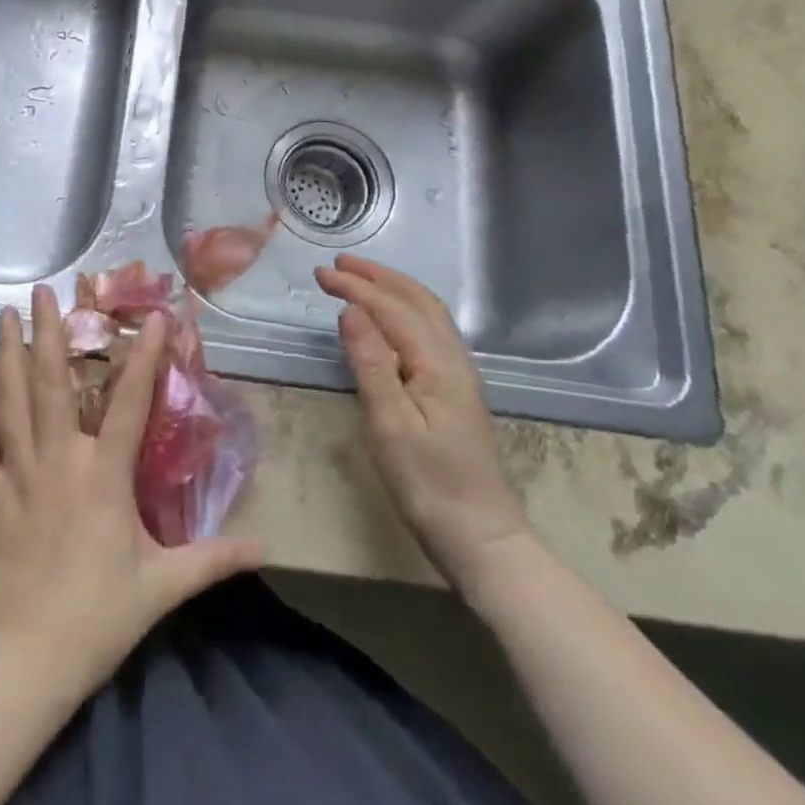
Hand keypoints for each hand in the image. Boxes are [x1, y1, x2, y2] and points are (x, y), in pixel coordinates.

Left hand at [0, 286, 263, 696]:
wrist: (31, 657)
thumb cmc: (101, 615)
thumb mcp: (165, 586)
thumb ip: (214, 559)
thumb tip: (264, 548)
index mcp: (103, 474)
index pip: (130, 404)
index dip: (144, 358)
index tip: (152, 317)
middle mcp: (59, 460)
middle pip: (52, 384)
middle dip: (48, 333)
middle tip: (40, 290)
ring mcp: (19, 475)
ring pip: (10, 404)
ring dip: (6, 356)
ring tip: (2, 315)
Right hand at [315, 256, 535, 588]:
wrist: (483, 539)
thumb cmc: (430, 485)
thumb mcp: (391, 426)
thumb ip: (372, 364)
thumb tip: (351, 311)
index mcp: (437, 364)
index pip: (392, 309)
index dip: (356, 288)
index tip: (321, 274)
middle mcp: (453, 360)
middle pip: (417, 302)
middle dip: (378, 278)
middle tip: (339, 265)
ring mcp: (459, 375)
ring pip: (428, 314)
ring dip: (393, 290)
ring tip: (361, 280)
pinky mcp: (456, 391)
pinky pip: (430, 332)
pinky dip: (405, 310)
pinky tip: (390, 321)